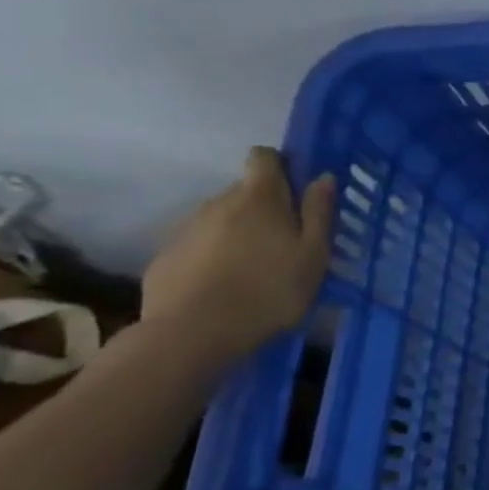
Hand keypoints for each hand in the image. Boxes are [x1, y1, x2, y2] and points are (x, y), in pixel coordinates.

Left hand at [141, 148, 336, 363]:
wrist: (193, 332)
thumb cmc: (270, 289)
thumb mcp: (314, 253)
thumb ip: (319, 212)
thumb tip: (322, 177)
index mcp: (259, 197)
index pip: (263, 157)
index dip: (282, 166)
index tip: (298, 191)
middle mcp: (218, 202)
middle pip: (245, 191)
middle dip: (266, 208)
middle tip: (288, 242)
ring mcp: (187, 228)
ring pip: (222, 219)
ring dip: (241, 233)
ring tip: (257, 269)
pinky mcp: (167, 256)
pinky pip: (200, 245)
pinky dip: (216, 256)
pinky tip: (227, 285)